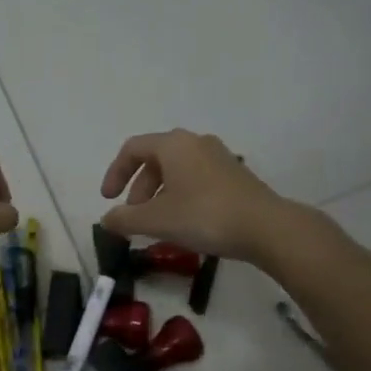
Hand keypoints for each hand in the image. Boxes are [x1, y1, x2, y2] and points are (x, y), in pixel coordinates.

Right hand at [99, 130, 291, 261]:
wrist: (265, 227)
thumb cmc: (204, 216)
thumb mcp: (156, 220)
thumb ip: (125, 219)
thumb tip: (106, 219)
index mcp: (173, 145)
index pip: (132, 149)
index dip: (115, 173)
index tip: (108, 200)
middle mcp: (196, 143)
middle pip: (155, 160)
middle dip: (139, 189)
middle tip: (134, 217)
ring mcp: (219, 157)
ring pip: (177, 171)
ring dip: (160, 195)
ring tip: (158, 224)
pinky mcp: (235, 175)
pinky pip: (196, 179)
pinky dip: (181, 196)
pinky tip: (185, 224)